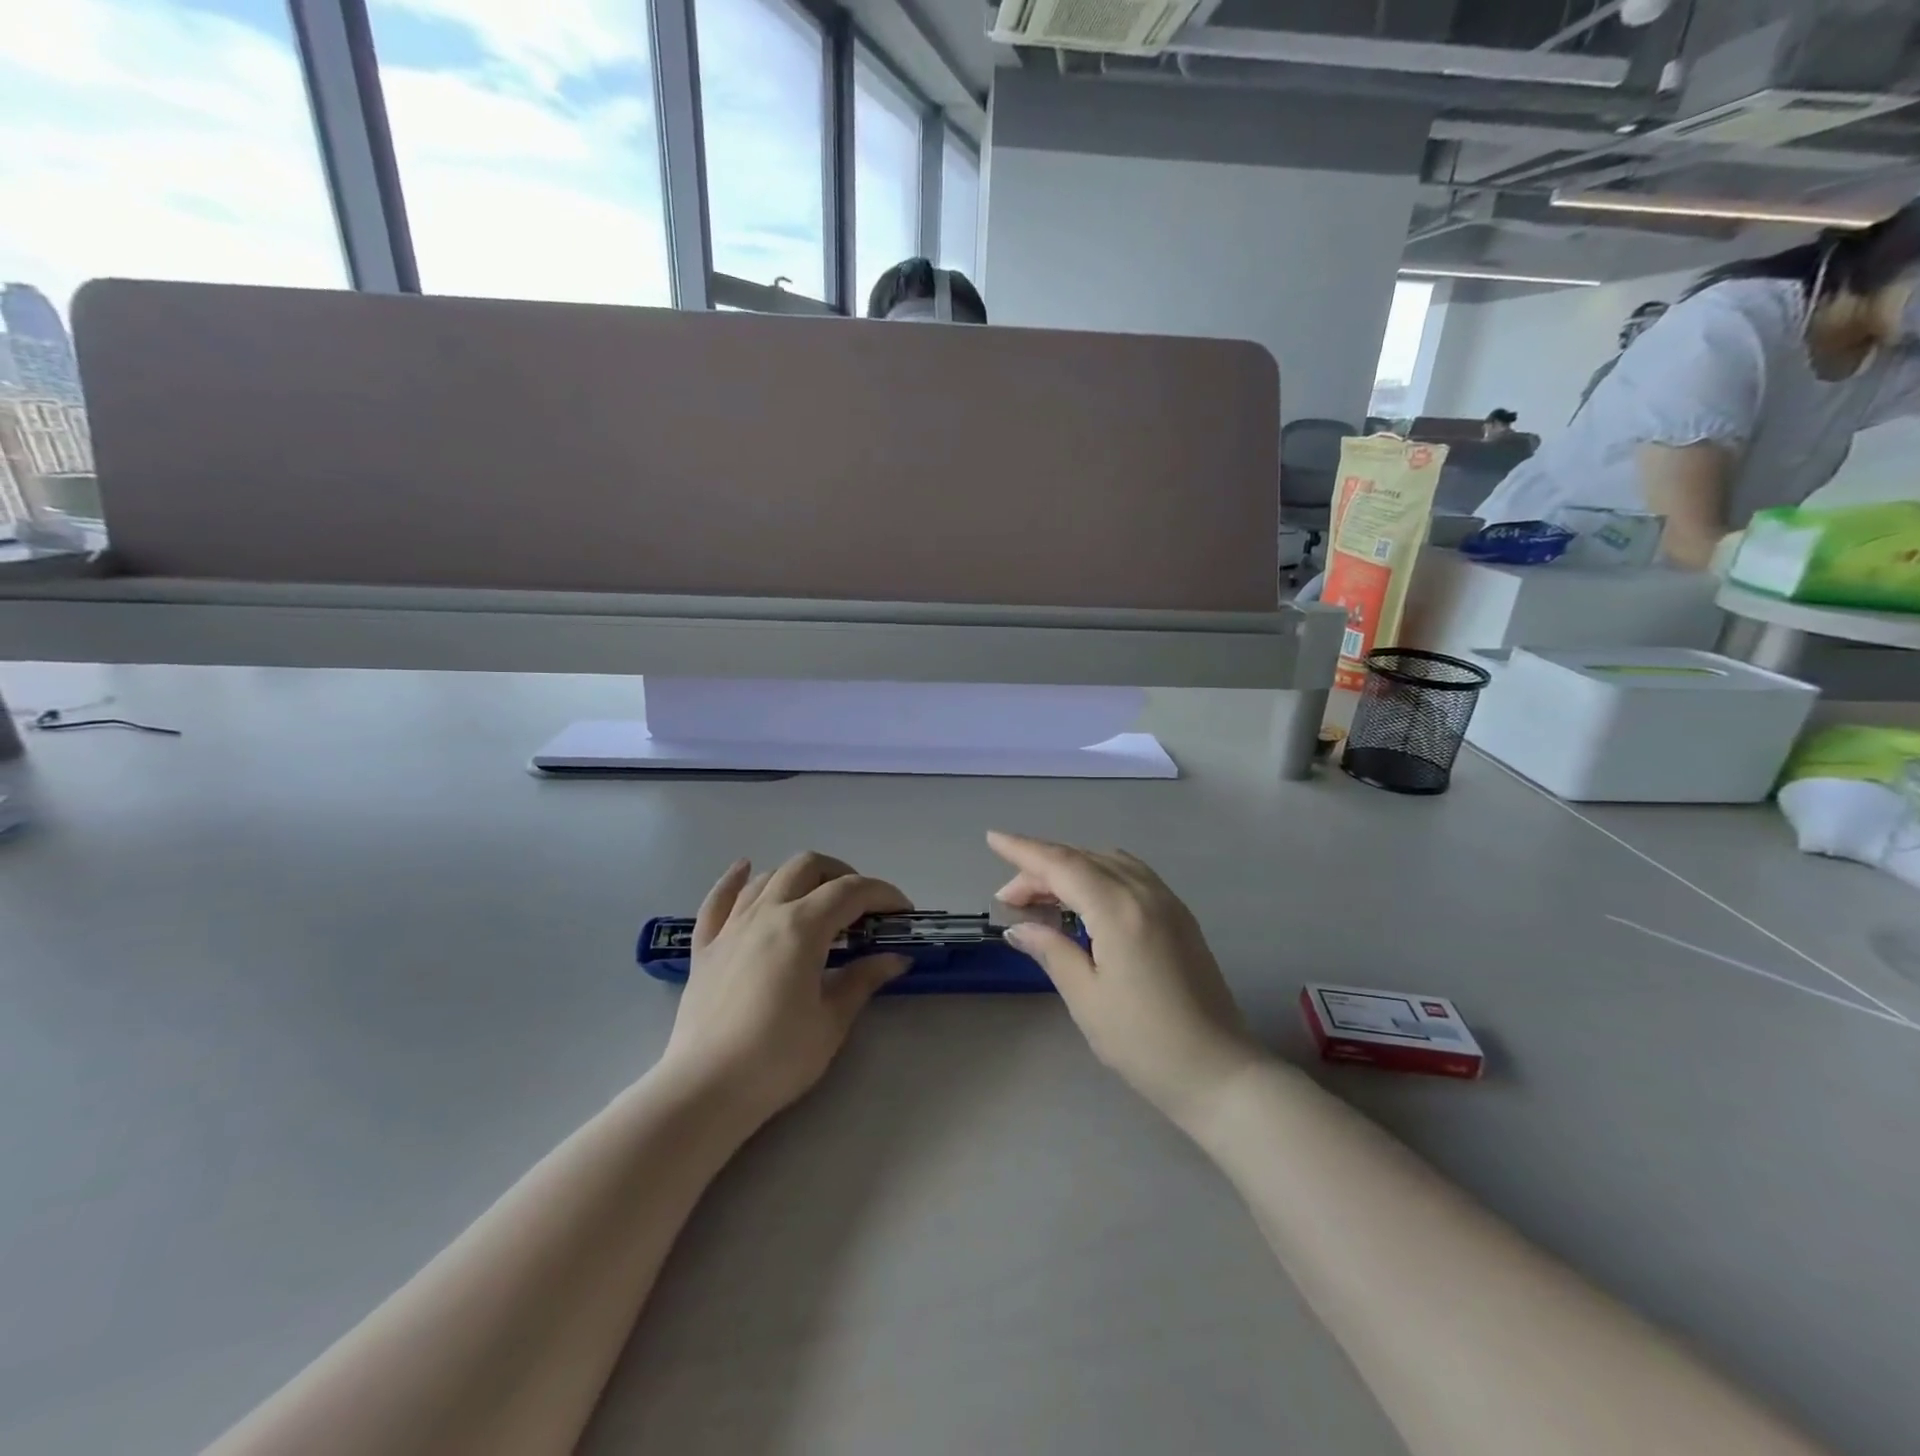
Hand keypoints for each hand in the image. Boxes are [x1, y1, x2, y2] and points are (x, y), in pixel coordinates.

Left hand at [660, 853, 910, 1124]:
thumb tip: (895, 958)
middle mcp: (766, 913)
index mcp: (801, 927)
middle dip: (842, 876)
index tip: (902, 913)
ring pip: (768, 877)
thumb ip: (863, 980)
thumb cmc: (777, 1058)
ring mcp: (730, 927)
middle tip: (862, 908)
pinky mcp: (704, 947)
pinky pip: (718, 900)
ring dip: (799, 877)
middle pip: (808, 867)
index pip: (851, 891)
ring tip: (817, 900)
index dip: (883, 894)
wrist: (704, 1090)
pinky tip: (745, 869)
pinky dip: (734, 880)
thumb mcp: (832, 1021)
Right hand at [989, 831, 1261, 1127]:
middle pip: (1084, 860)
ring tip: (1043, 894)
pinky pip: (1132, 875)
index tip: (993, 838)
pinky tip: (1086, 898)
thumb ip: (1052, 951)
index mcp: (1119, 910)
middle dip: (1042, 867)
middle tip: (1009, 897)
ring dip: (1072, 868)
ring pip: (1110, 862)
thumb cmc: (1144, 1042)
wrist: (1220, 1072)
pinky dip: (1100, 874)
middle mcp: (1146, 894)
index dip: (1024, 850)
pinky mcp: (1180, 917)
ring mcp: (1168, 902)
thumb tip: (1019, 926)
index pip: (1062, 865)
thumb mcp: (1086, 998)